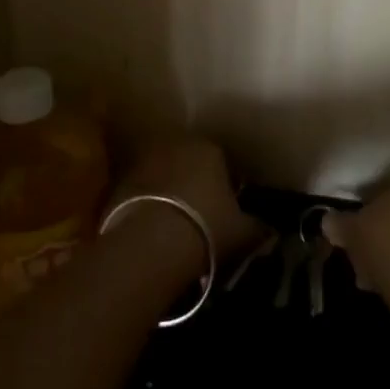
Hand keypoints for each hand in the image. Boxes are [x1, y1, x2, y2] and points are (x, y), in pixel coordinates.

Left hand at [111, 139, 265, 260]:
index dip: (225, 184)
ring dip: (167, 192)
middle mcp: (176, 145)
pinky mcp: (119, 182)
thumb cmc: (206, 229)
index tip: (226, 208)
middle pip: (188, 162)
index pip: (222, 160)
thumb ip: (258, 227)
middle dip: (193, 182)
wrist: (150, 244)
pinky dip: (144, 205)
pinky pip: (139, 192)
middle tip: (198, 214)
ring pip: (162, 174)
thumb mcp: (243, 232)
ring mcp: (144, 160)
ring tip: (172, 223)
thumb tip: (270, 230)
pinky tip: (150, 230)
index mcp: (210, 149)